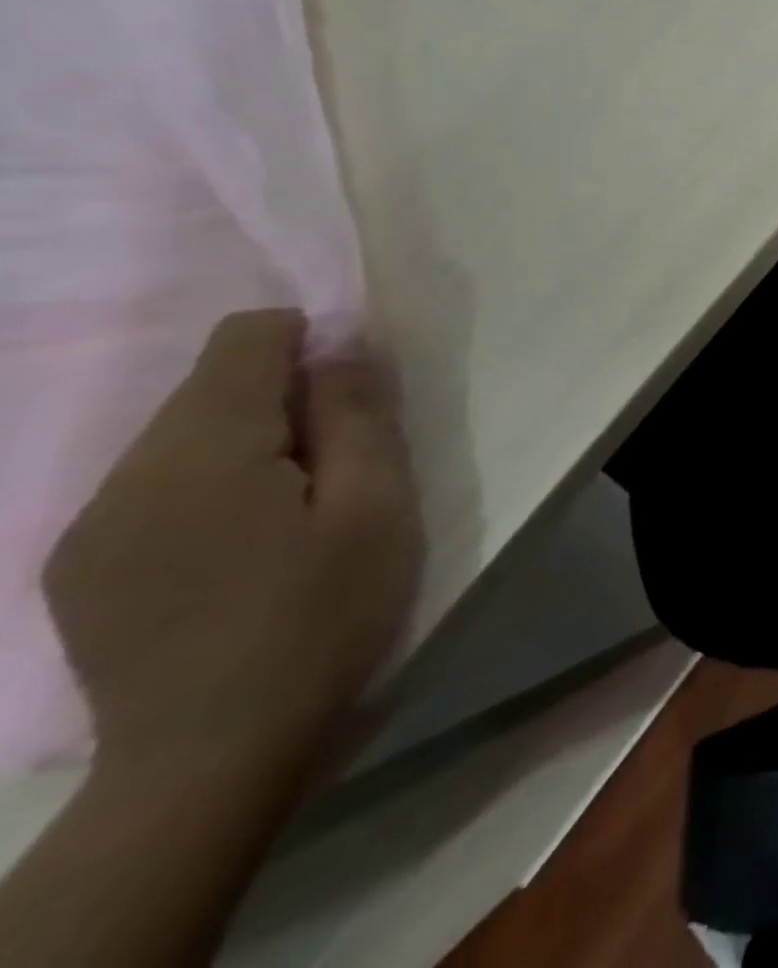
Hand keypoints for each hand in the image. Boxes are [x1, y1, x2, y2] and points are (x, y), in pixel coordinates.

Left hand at [43, 310, 422, 783]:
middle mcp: (126, 474)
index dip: (309, 341)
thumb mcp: (376, 509)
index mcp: (204, 452)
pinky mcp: (78, 567)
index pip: (244, 340)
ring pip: (180, 437)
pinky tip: (240, 549)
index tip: (353, 396)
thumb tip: (343, 347)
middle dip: (284, 399)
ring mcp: (88, 525)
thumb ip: (358, 417)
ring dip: (248, 445)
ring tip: (294, 512)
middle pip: (209, 386)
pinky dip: (209, 485)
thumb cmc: (321, 619)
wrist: (210, 760)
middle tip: (341, 465)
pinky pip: (152, 487)